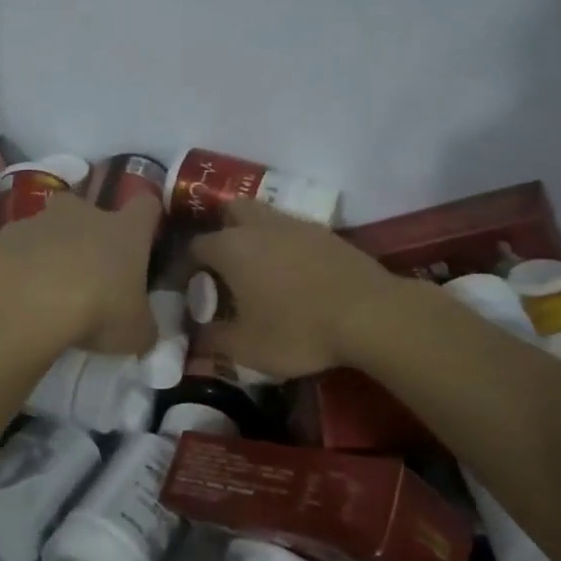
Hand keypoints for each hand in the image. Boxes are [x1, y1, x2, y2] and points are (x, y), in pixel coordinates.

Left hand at [0, 193, 159, 354]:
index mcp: (126, 230)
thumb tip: (143, 330)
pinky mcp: (7, 234)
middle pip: (93, 210)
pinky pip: (19, 243)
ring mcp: (42, 219)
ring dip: (54, 247)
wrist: (27, 303)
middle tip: (90, 268)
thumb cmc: (97, 310)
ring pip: (52, 225)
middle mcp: (86, 213)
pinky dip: (21, 261)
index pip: (146, 206)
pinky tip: (19, 289)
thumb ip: (143, 326)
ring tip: (49, 284)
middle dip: (91, 233)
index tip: (145, 237)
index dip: (148, 219)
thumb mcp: (135, 332)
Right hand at [189, 200, 405, 378]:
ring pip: (265, 217)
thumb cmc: (298, 330)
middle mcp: (259, 226)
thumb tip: (197, 336)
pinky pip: (294, 231)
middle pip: (230, 211)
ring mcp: (296, 224)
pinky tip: (295, 273)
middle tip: (224, 266)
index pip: (196, 246)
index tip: (192, 288)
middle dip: (222, 230)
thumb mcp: (247, 348)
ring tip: (260, 270)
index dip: (189, 266)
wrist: (371, 314)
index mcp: (231, 247)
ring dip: (256, 236)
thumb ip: (214, 340)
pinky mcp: (327, 233)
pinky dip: (286, 245)